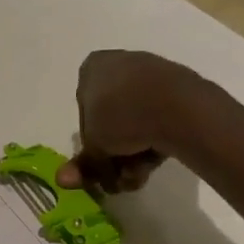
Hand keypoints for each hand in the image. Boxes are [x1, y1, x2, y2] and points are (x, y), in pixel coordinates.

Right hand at [56, 49, 216, 193]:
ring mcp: (153, 75)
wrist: (179, 108)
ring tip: (135, 177)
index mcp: (93, 67)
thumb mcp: (94, 146)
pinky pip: (159, 119)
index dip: (89, 139)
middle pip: (111, 117)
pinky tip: (153, 165)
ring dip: (132, 154)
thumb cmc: (121, 116)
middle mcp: (121, 63)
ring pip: (136, 121)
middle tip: (115, 178)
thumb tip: (63, 180)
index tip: (97, 159)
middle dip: (113, 152)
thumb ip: (82, 164)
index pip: (83, 107)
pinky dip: (154, 142)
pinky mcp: (180, 91)